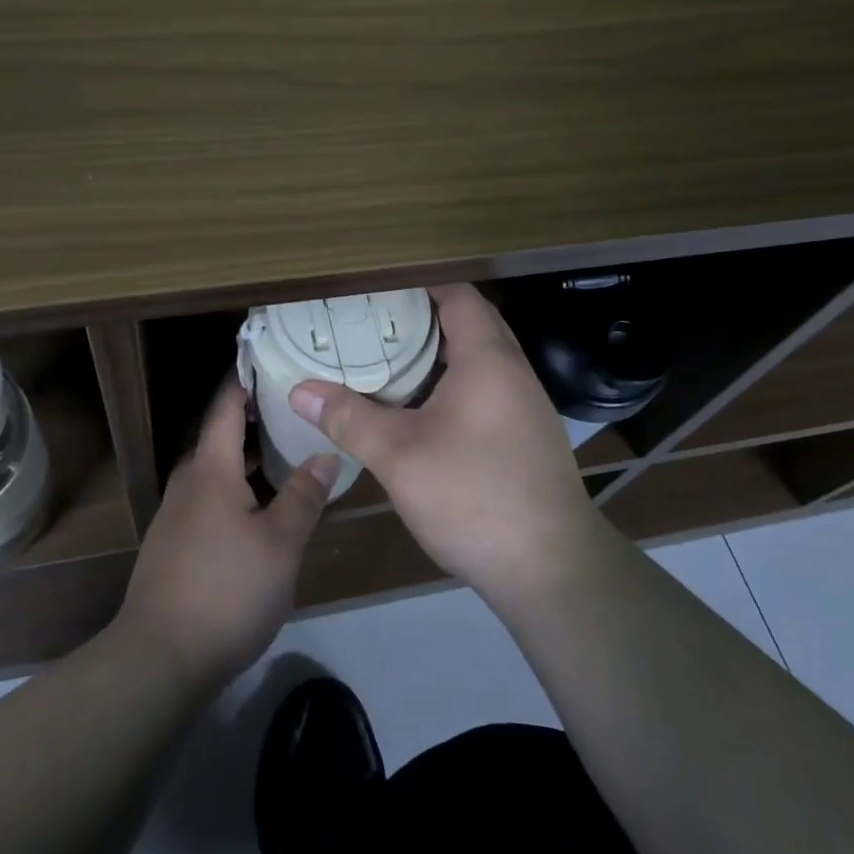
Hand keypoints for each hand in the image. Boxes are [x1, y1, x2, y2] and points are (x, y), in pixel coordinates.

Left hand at [116, 380, 335, 691]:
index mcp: (211, 469)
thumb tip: (326, 452)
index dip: (243, 378)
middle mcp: (188, 482)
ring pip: (215, 470)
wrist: (160, 658)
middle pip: (220, 437)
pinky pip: (208, 497)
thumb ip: (304, 494)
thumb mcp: (280, 543)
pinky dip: (235, 487)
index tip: (267, 357)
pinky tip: (260, 507)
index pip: (225, 406)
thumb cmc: (227, 589)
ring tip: (285, 453)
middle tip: (294, 408)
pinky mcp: (173, 544)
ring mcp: (176, 514)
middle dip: (253, 419)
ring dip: (246, 457)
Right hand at [288, 283, 613, 608]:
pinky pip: (487, 386)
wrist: (553, 570)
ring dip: (439, 351)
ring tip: (389, 356)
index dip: (419, 283)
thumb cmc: (475, 497)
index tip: (376, 285)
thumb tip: (299, 391)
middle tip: (373, 319)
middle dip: (423, 316)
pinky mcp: (527, 435)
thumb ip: (349, 418)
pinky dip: (454, 381)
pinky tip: (422, 407)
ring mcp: (526, 404)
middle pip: (469, 322)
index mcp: (487, 358)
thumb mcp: (400, 457)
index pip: (458, 294)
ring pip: (480, 358)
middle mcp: (513, 371)